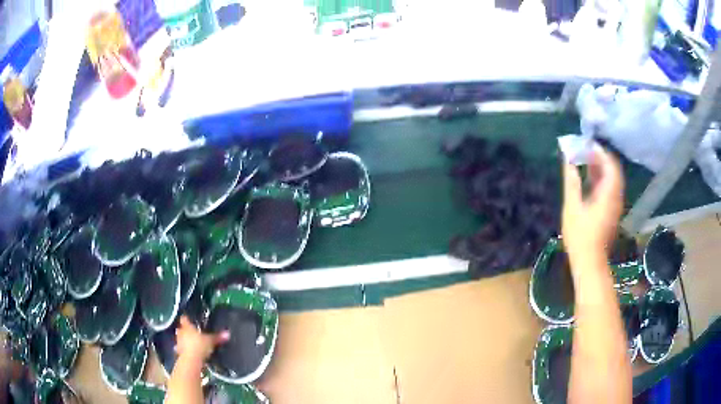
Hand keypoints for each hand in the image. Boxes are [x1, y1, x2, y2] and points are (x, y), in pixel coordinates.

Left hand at [175, 316, 229, 361]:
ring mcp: (179, 342)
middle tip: (192, 332)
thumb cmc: (199, 346)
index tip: (189, 319)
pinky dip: (185, 349)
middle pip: (181, 328)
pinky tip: (191, 353)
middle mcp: (181, 332)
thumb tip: (227, 333)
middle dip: (185, 330)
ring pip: (180, 338)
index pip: (184, 318)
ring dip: (184, 340)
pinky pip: (181, 348)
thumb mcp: (211, 341)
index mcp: (187, 326)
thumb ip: (218, 337)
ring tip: (192, 343)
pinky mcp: (179, 351)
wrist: (191, 360)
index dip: (187, 318)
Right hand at [561, 145, 623, 269]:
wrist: (590, 262)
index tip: (586, 144)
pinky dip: (602, 179)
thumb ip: (572, 182)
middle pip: (613, 170)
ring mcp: (616, 205)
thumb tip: (569, 161)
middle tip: (584, 150)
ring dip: (601, 167)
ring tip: (585, 160)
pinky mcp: (612, 211)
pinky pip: (610, 188)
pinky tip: (590, 178)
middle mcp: (616, 197)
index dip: (600, 152)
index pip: (610, 164)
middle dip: (600, 157)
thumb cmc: (580, 237)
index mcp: (608, 194)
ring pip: (613, 178)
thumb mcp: (572, 208)